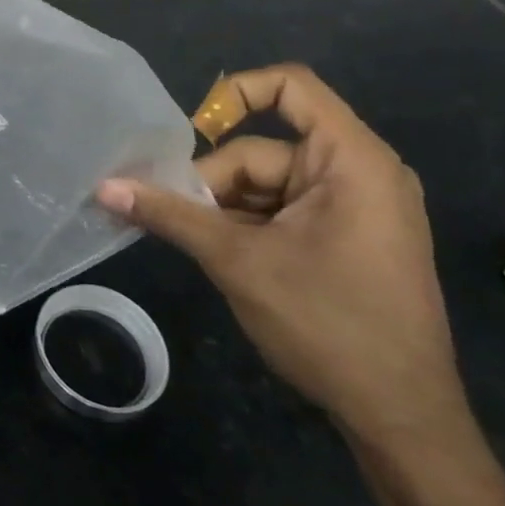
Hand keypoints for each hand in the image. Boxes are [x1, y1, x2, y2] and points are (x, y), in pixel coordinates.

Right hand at [97, 64, 466, 446]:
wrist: (401, 418)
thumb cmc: (329, 325)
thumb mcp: (237, 261)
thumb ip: (169, 215)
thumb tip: (103, 187)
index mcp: (351, 161)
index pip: (290, 87)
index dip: (234, 94)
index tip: (190, 133)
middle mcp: (356, 173)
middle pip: (260, 149)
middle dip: (212, 183)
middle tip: (173, 219)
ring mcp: (352, 208)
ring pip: (263, 185)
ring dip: (222, 210)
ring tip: (193, 244)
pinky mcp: (342, 238)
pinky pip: (278, 211)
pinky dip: (243, 226)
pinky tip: (218, 255)